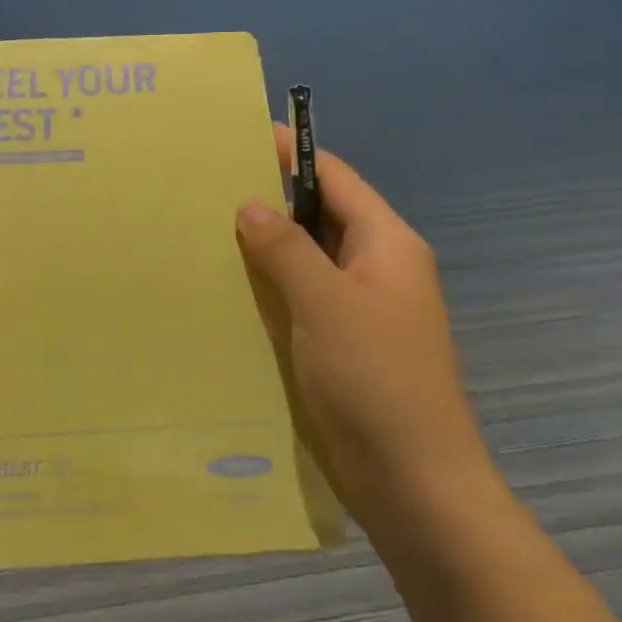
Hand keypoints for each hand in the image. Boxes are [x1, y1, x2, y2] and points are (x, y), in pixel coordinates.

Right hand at [235, 125, 499, 539]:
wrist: (415, 483)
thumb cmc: (376, 381)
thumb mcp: (326, 303)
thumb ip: (286, 249)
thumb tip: (251, 205)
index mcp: (387, 244)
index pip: (335, 178)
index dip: (292, 154)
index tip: (240, 138)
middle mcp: (377, 268)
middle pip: (321, 216)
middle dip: (271, 201)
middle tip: (207, 189)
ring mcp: (361, 309)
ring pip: (308, 260)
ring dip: (267, 248)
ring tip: (205, 232)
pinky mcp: (343, 345)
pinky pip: (303, 299)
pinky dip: (271, 289)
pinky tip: (229, 290)